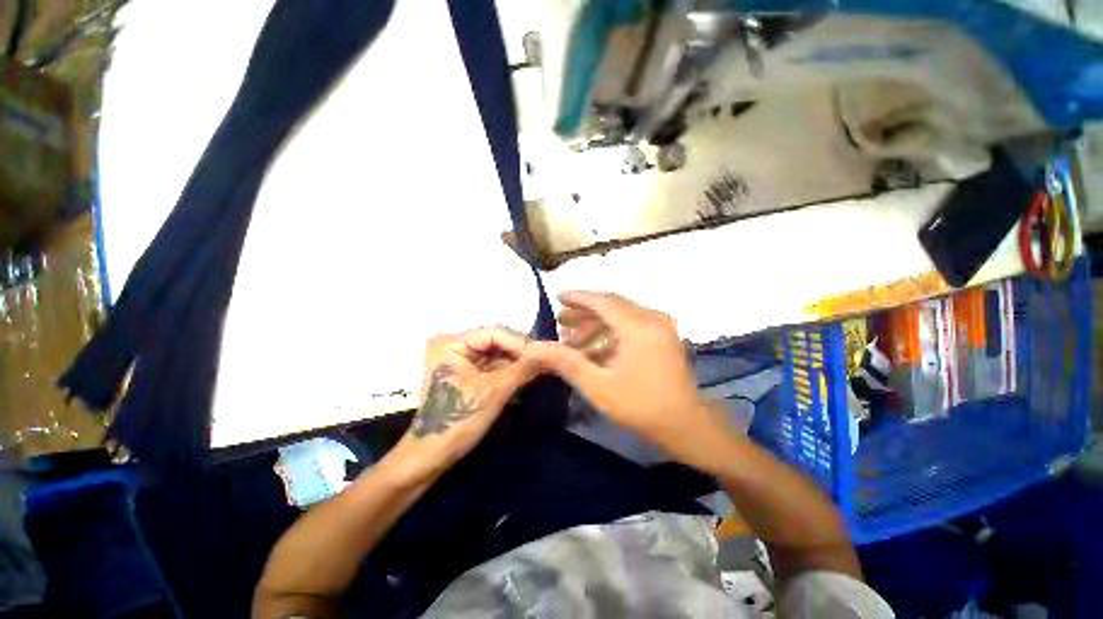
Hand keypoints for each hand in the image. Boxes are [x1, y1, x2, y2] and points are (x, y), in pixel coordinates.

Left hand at [382, 327, 538, 484]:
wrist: (431, 456)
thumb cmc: (458, 421)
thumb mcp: (494, 391)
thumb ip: (523, 368)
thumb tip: (551, 352)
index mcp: (451, 343)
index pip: (495, 333)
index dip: (521, 343)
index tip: (545, 355)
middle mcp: (453, 344)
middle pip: (496, 341)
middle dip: (521, 353)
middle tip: (546, 361)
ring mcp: (458, 358)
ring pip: (497, 353)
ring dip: (517, 363)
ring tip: (541, 368)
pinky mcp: (464, 372)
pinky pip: (492, 365)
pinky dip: (508, 371)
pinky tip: (526, 376)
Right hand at [528, 292, 712, 448]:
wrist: (685, 424)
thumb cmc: (640, 406)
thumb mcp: (597, 385)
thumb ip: (565, 361)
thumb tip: (534, 347)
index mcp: (638, 326)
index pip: (603, 301)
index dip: (578, 297)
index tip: (557, 297)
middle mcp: (652, 318)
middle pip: (612, 305)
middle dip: (584, 311)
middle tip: (560, 320)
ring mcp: (660, 326)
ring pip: (621, 314)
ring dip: (596, 323)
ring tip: (572, 336)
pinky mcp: (663, 335)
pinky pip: (632, 324)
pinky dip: (611, 331)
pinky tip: (594, 347)